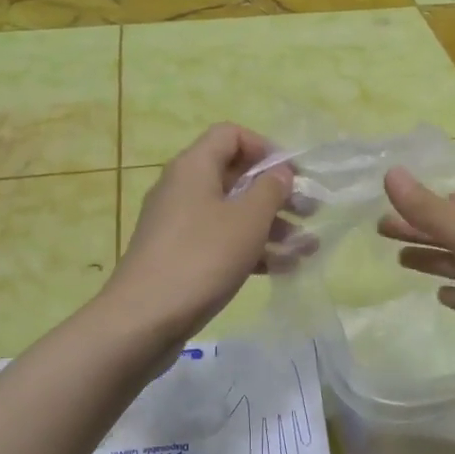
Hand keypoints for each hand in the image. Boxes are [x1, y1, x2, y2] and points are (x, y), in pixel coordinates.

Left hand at [106, 124, 297, 346]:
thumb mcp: (247, 219)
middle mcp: (183, 188)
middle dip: (275, 193)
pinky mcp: (179, 256)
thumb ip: (270, 190)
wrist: (144, 319)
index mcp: (194, 166)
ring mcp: (178, 224)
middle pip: (234, 176)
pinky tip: (284, 268)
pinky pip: (220, 241)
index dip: (265, 148)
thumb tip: (279, 173)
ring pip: (231, 213)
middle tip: (310, 212)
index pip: (230, 135)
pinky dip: (250, 249)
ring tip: (307, 247)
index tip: (292, 175)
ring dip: (270, 226)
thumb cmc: (202, 257)